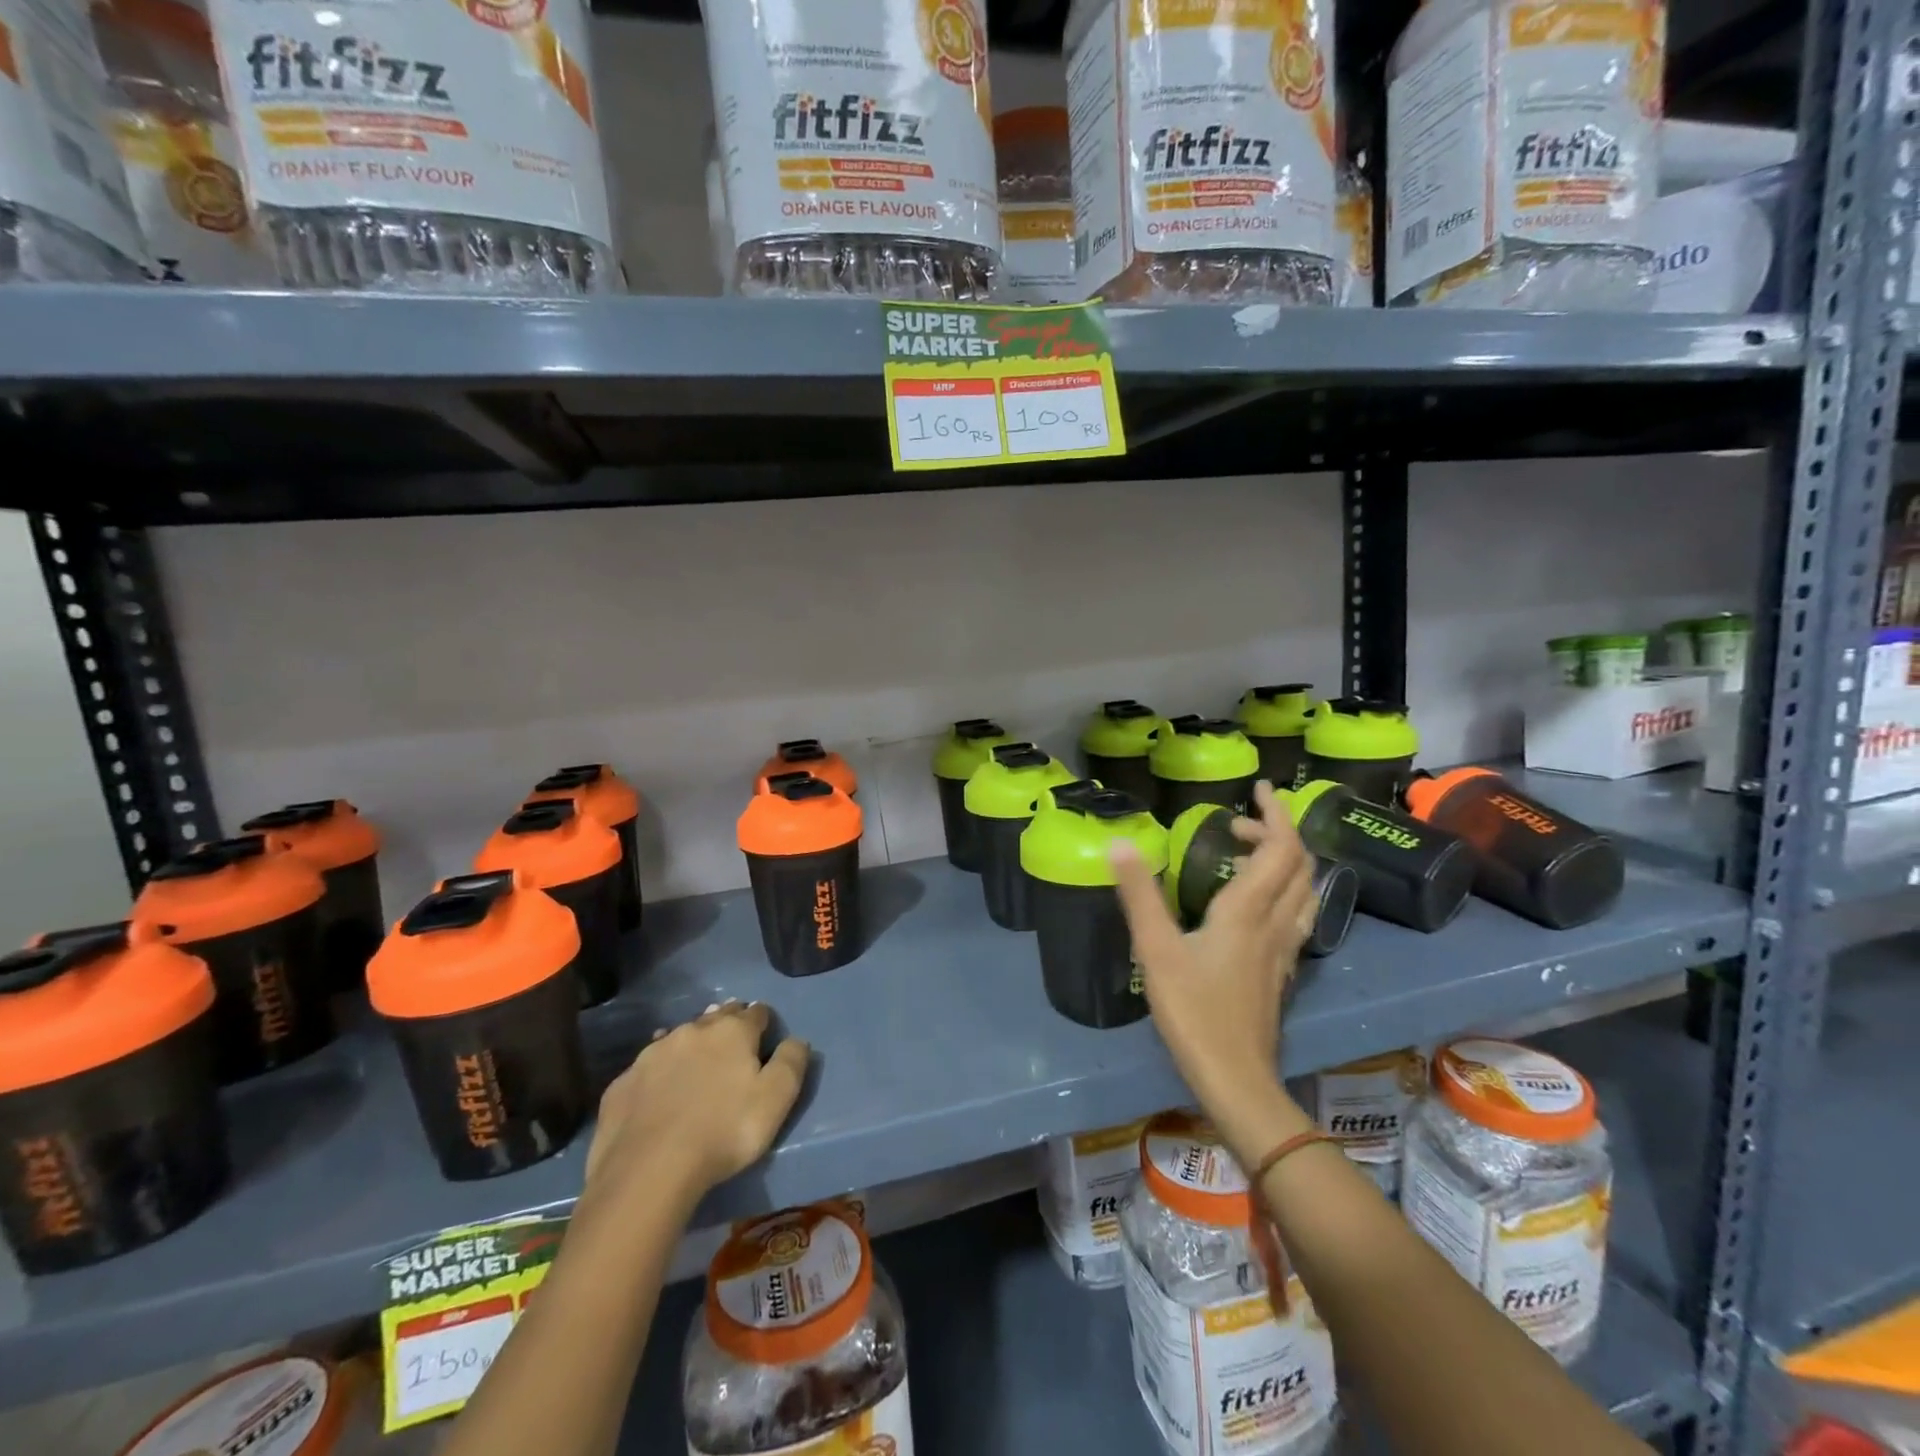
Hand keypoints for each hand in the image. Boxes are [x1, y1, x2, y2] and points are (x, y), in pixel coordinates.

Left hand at [584, 1001, 808, 1208]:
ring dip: (691, 1044)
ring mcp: (652, 1054)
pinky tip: (658, 1090)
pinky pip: (647, 1068)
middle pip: (716, 1017)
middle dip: (726, 1023)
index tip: (765, 1036)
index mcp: (732, 1031)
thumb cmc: (724, 1131)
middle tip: (732, 1041)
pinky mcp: (622, 1082)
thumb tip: (796, 1040)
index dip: (763, 1022)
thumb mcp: (776, 1099)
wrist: (648, 1170)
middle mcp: (692, 1031)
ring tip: (696, 1061)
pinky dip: (658, 1072)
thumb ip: (792, 1062)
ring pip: (679, 1037)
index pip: (756, 1012)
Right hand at [1112, 780, 1317, 1164]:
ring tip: (1251, 855)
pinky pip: (1297, 917)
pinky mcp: (1281, 972)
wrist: (1236, 1078)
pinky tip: (1257, 907)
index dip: (1276, 814)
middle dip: (1276, 833)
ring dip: (1287, 863)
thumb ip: (1138, 894)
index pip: (1281, 848)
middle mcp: (1276, 923)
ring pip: (1305, 893)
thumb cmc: (1194, 1011)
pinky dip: (1285, 892)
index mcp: (1249, 910)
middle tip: (1237, 825)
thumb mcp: (1156, 949)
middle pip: (1300, 866)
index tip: (1259, 789)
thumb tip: (1120, 843)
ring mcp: (1284, 951)